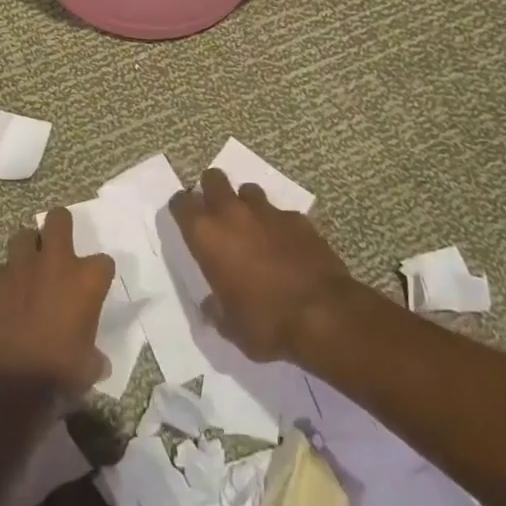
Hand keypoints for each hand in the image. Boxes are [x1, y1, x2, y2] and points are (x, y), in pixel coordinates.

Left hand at [0, 207, 115, 394]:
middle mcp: (55, 263)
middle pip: (59, 218)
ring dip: (28, 249)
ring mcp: (20, 267)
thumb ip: (94, 356)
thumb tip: (98, 362)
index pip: (104, 262)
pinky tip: (5, 295)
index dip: (100, 274)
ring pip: (23, 236)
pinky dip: (3, 278)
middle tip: (58, 248)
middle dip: (60, 227)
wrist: (6, 386)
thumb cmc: (57, 376)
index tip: (94, 288)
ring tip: (29, 269)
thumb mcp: (86, 370)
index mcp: (85, 281)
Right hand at [169, 168, 357, 362]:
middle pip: (213, 179)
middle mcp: (232, 213)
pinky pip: (280, 213)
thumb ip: (216, 310)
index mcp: (207, 235)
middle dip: (211, 189)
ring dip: (246, 204)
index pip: (181, 203)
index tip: (184, 216)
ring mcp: (267, 211)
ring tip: (252, 226)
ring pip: (248, 190)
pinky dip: (278, 224)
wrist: (323, 314)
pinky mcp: (298, 218)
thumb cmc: (265, 322)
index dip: (181, 207)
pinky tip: (286, 245)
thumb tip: (211, 306)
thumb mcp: (230, 327)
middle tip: (216, 212)